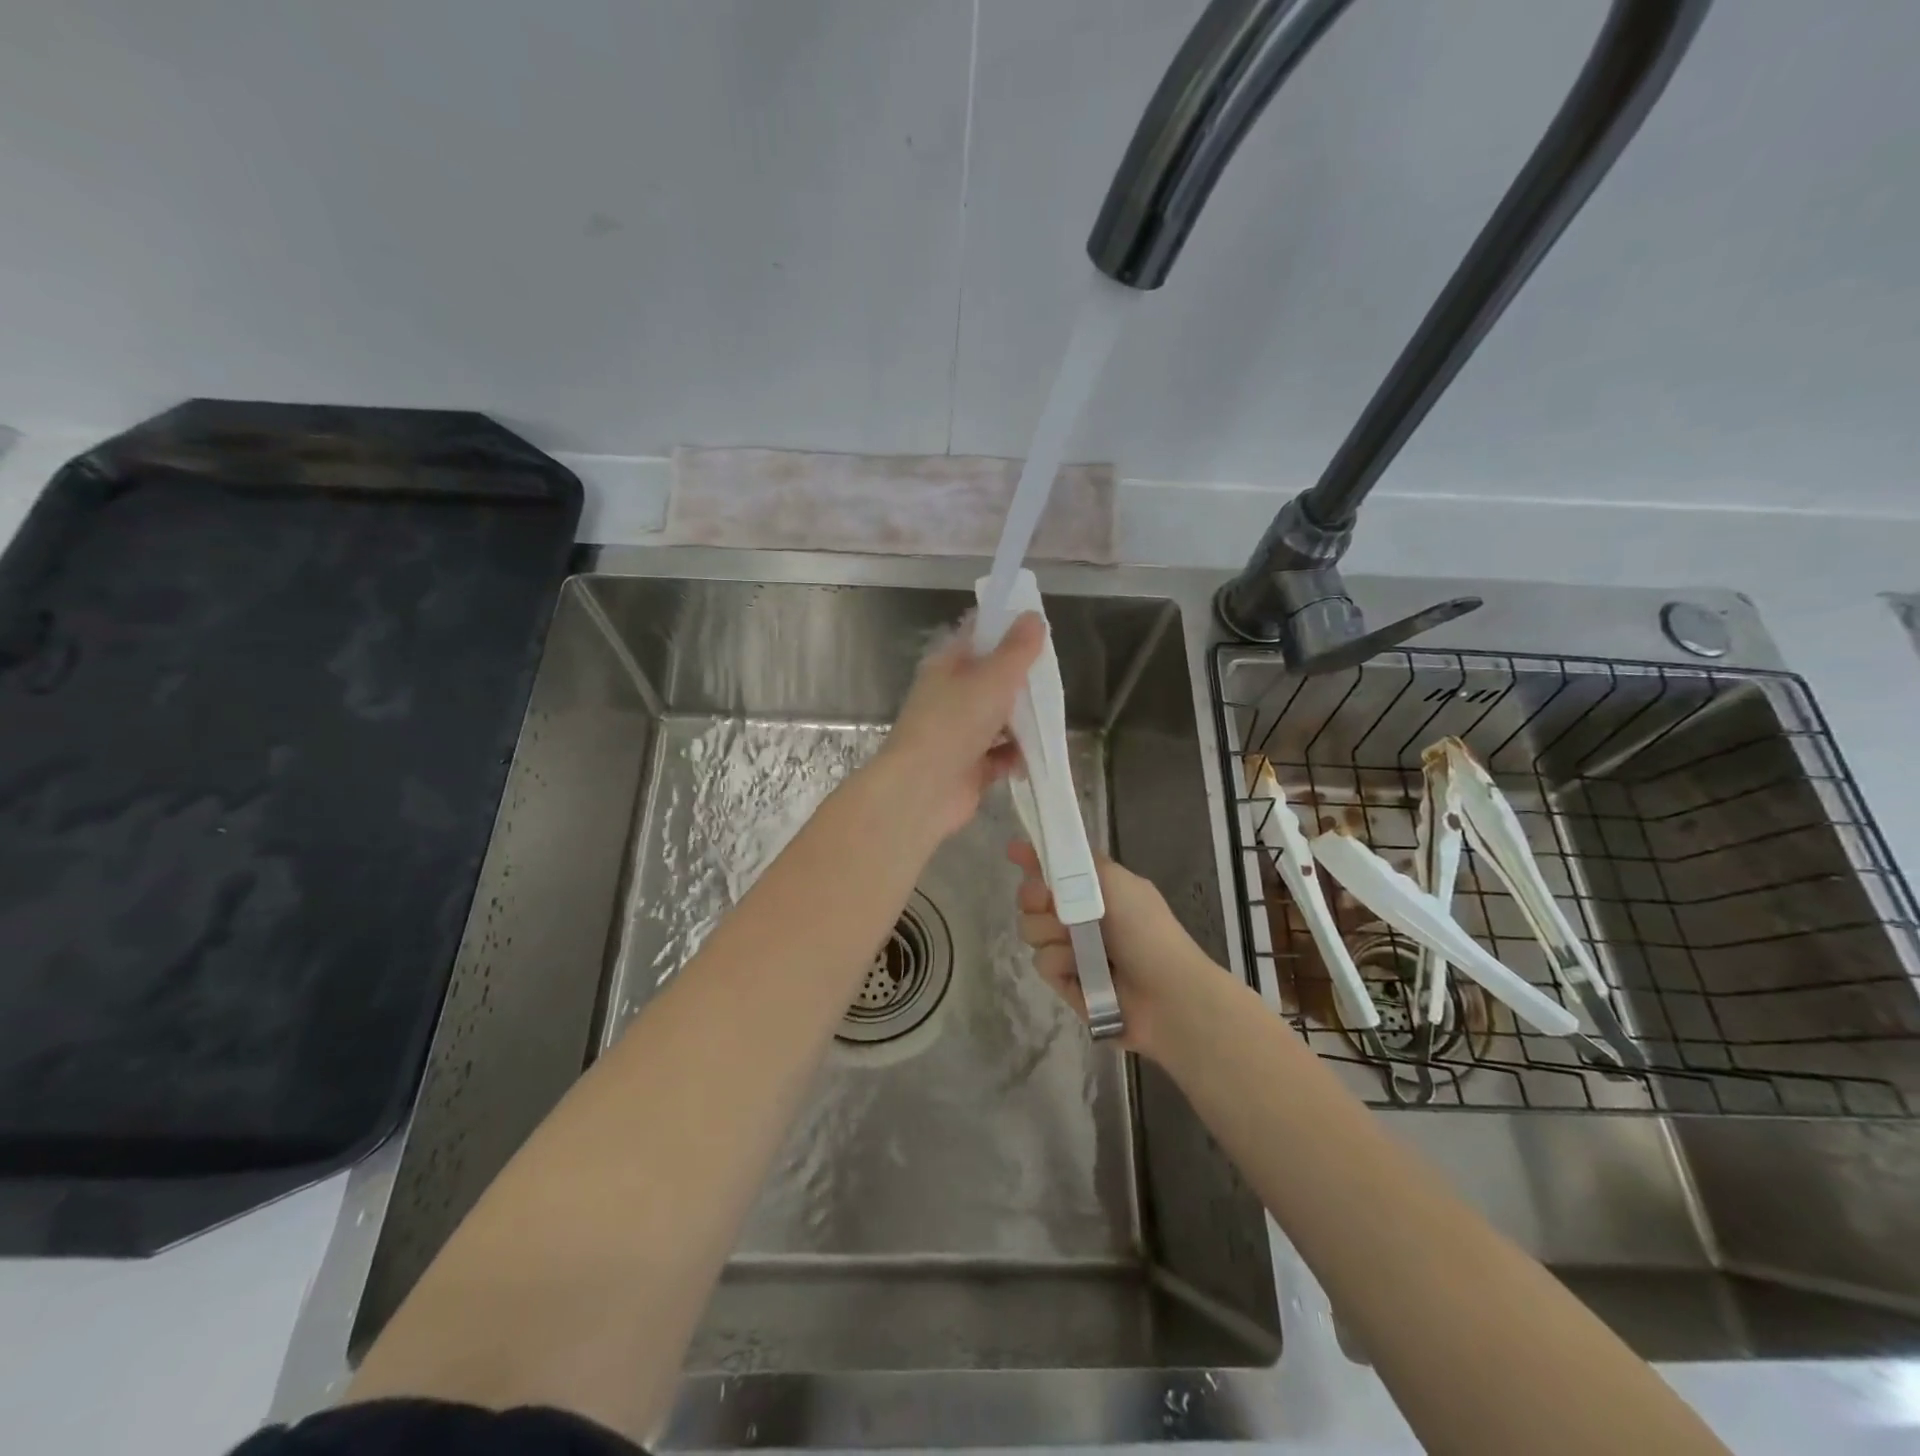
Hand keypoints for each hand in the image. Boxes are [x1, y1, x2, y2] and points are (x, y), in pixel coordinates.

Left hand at [870, 613, 1046, 840]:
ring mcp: (959, 733)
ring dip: (1023, 721)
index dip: (1005, 629)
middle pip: (991, 680)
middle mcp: (950, 696)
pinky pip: (1000, 755)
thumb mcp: (992, 677)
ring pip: (998, 719)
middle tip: (1054, 678)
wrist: (923, 789)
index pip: (977, 636)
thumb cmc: (954, 722)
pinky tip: (1039, 754)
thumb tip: (1033, 615)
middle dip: (1022, 680)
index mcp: (947, 665)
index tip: (1038, 629)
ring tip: (1054, 716)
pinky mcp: (969, 767)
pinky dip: (1018, 755)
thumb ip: (1017, 649)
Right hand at [1008, 840, 1213, 1057]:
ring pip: (1031, 930)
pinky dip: (1060, 963)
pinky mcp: (1065, 982)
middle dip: (1034, 897)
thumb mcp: (1118, 882)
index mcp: (1095, 889)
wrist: (1167, 995)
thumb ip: (1080, 862)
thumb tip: (1048, 848)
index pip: (1054, 868)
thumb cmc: (1146, 930)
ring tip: (1076, 943)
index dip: (1032, 859)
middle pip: (1031, 898)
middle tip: (1047, 901)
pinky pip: (1041, 963)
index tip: (1013, 852)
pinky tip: (1081, 971)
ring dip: (1050, 933)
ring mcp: (1070, 950)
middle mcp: (1079, 916)